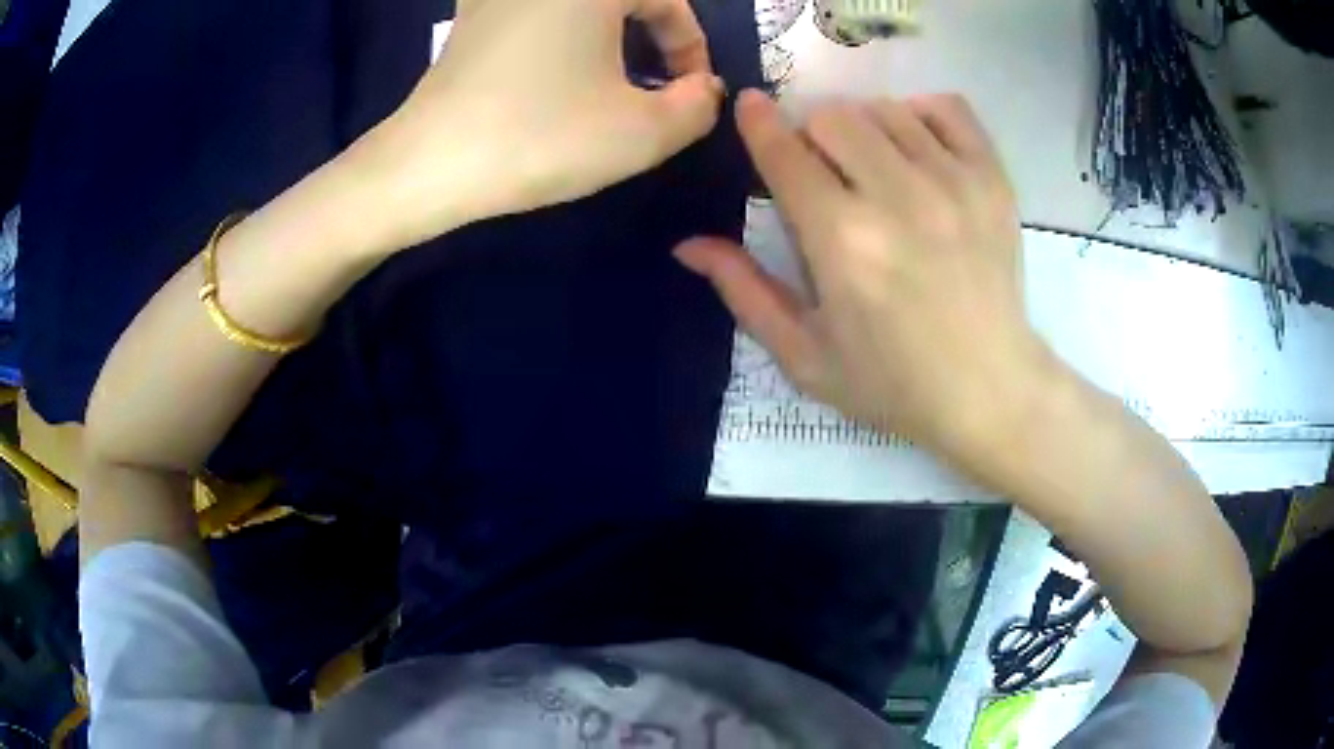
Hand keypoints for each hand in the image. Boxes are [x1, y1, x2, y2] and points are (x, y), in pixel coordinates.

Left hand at [356, 0, 724, 249]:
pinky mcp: (472, 17)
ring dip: (611, 36)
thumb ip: (699, 105)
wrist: (427, 165)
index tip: (692, 92)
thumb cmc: (539, 137)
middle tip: (657, 86)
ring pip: (583, 7)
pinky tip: (556, 74)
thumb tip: (704, 87)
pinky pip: (539, 14)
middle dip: (654, 36)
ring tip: (610, 84)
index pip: (669, 0)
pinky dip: (564, 36)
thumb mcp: (642, 132)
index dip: (691, 45)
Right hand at [676, 91, 1058, 463]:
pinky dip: (921, 114)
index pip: (784, 153)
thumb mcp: (805, 356)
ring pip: (884, 108)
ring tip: (873, 167)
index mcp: (842, 242)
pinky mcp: (992, 181)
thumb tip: (687, 244)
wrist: (990, 392)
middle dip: (811, 135)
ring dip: (864, 128)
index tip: (751, 107)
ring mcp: (953, 183)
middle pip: (831, 116)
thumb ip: (745, 292)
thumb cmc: (893, 384)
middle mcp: (897, 198)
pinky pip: (947, 109)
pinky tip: (916, 148)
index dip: (758, 123)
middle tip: (823, 171)